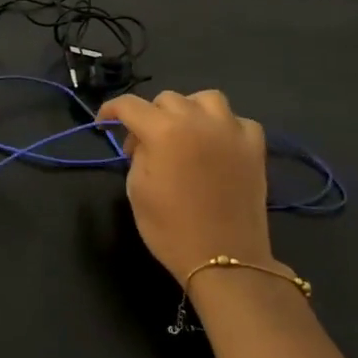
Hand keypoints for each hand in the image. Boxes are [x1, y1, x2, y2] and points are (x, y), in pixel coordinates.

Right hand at [97, 90, 274, 283]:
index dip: (110, 110)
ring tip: (183, 133)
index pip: (129, 105)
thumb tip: (143, 142)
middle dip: (150, 116)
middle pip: (166, 99)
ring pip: (206, 99)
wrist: (224, 259)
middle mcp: (198, 121)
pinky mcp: (255, 147)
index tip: (103, 123)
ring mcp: (231, 131)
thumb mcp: (137, 189)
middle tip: (144, 145)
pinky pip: (237, 120)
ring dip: (188, 110)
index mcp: (164, 131)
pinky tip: (216, 145)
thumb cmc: (170, 229)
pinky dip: (223, 126)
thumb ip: (138, 154)